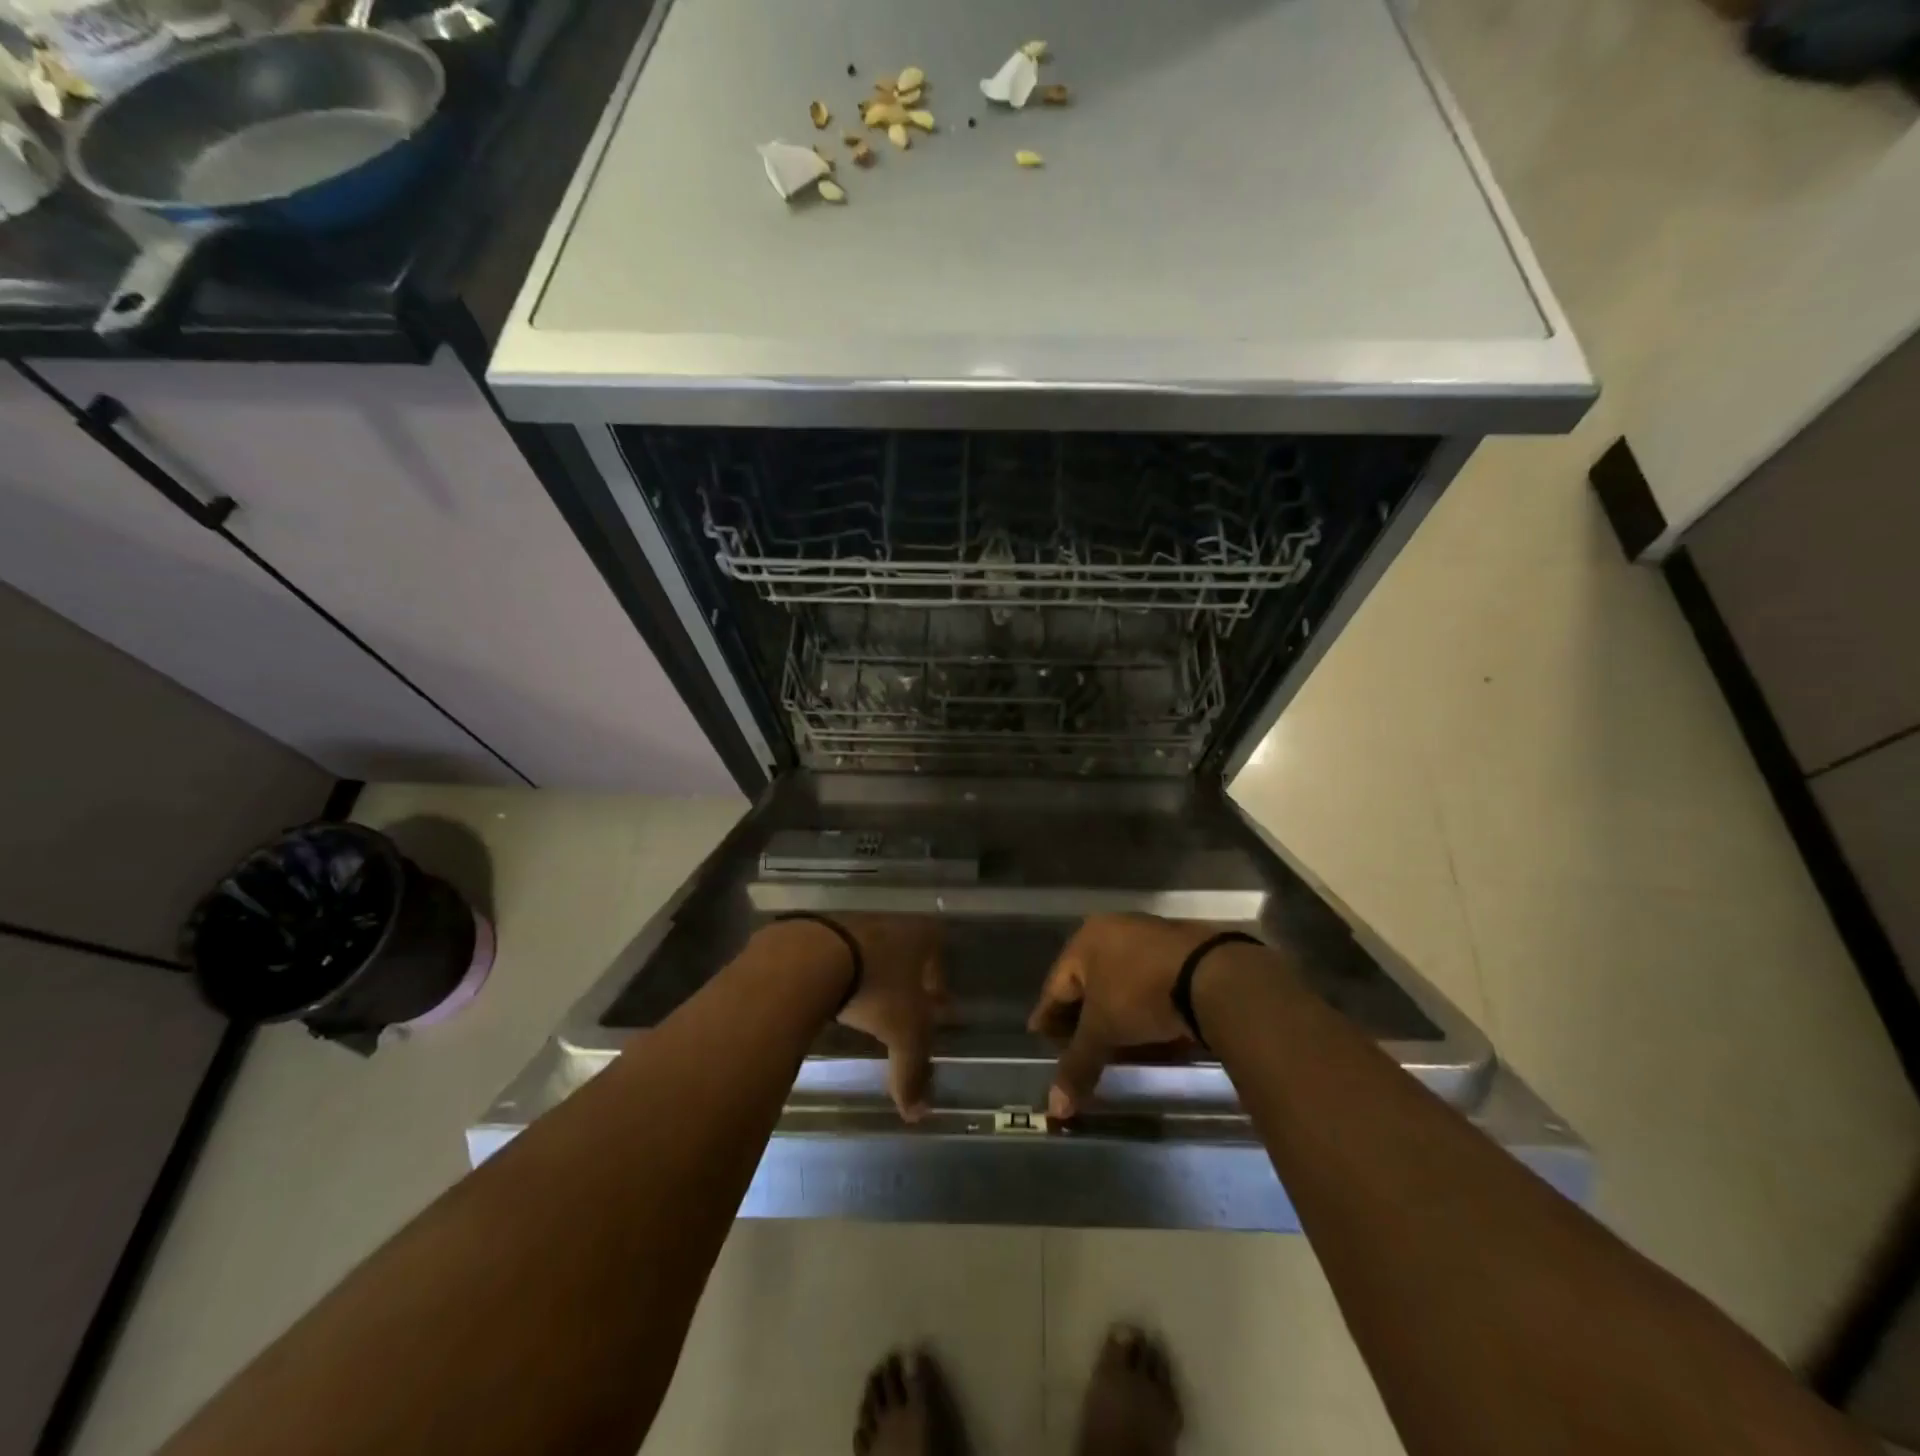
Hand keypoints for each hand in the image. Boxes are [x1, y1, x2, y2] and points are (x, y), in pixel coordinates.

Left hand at [830, 915, 947, 1123]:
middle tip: (899, 1010)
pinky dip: (838, 972)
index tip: (933, 1009)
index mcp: (920, 936)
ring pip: (871, 952)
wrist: (810, 957)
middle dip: (905, 981)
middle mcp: (891, 922)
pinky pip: (837, 953)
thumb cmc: (875, 989)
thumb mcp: (903, 1033)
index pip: (938, 958)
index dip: (937, 986)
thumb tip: (917, 1114)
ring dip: (871, 975)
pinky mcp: (819, 928)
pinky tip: (830, 994)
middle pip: (905, 953)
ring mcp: (853, 921)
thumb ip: (912, 1072)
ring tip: (862, 1005)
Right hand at [1027, 914, 1224, 1118]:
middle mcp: (1114, 930)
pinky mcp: (1180, 952)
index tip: (1040, 1037)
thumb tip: (1053, 1109)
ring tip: (1111, 1048)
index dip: (1047, 1016)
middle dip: (1081, 1018)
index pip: (1056, 985)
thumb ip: (1077, 1065)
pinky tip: (1146, 1036)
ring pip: (1120, 985)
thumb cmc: (1140, 994)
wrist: (1212, 976)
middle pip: (1088, 983)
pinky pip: (1148, 986)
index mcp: (1086, 939)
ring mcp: (1149, 938)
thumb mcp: (1104, 1031)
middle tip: (1074, 1048)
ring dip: (1113, 1016)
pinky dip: (1141, 1011)